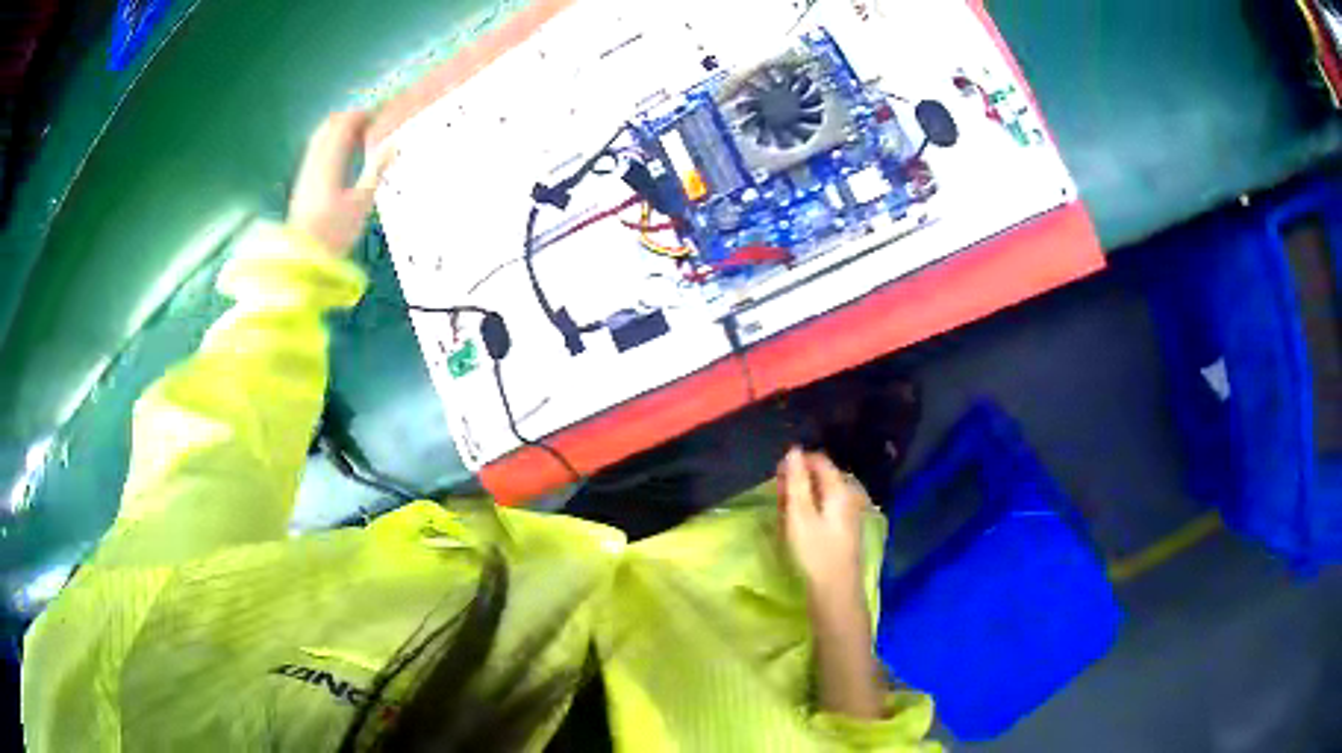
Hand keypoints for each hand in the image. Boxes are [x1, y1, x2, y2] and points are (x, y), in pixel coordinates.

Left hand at [288, 111, 392, 256]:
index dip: (363, 114)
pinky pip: (316, 149)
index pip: (345, 123)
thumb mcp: (361, 203)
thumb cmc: (334, 233)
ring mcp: (305, 170)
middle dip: (351, 119)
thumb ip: (376, 170)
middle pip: (330, 125)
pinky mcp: (302, 181)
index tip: (381, 115)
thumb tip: (393, 145)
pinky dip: (331, 143)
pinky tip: (342, 155)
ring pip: (321, 136)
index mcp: (329, 160)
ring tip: (358, 138)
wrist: (301, 259)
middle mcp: (314, 160)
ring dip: (339, 130)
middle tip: (371, 124)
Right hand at [778, 447, 871, 595]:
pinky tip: (799, 526)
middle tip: (777, 498)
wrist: (836, 591)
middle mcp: (849, 497)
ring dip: (802, 497)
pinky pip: (826, 509)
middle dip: (798, 481)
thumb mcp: (799, 515)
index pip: (819, 461)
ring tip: (784, 513)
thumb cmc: (815, 552)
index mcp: (840, 489)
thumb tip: (794, 451)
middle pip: (822, 476)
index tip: (776, 477)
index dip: (796, 463)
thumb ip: (796, 481)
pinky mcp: (845, 530)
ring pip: (823, 494)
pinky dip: (810, 510)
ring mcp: (850, 514)